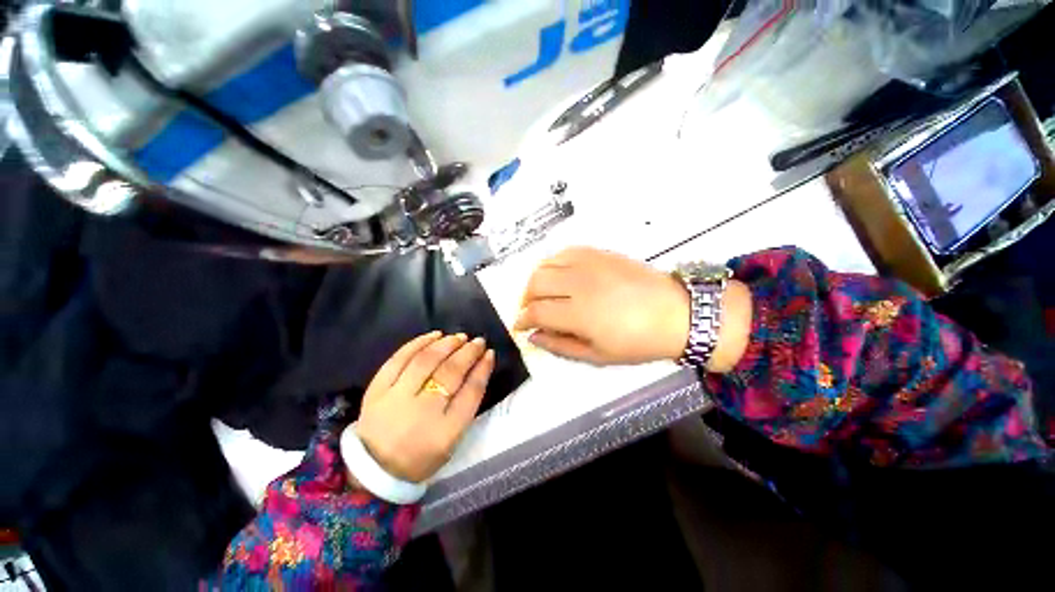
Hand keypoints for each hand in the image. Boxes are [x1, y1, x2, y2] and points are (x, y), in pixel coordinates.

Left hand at [354, 332, 494, 482]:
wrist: (374, 471)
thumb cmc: (422, 456)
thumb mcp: (452, 440)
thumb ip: (467, 405)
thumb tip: (479, 368)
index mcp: (445, 432)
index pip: (471, 392)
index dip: (483, 369)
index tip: (490, 353)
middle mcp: (422, 412)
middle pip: (450, 373)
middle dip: (468, 353)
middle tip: (478, 341)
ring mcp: (396, 399)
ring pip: (425, 361)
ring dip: (446, 345)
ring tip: (459, 337)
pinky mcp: (377, 390)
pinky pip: (399, 359)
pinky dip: (418, 343)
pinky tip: (434, 335)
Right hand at [514, 247, 751, 371]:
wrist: (675, 312)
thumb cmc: (637, 342)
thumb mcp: (597, 356)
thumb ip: (560, 346)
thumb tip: (534, 336)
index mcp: (580, 313)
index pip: (537, 311)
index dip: (522, 319)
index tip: (520, 325)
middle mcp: (580, 283)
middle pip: (535, 283)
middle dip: (525, 299)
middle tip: (531, 311)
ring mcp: (589, 263)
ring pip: (546, 264)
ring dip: (536, 280)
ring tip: (542, 294)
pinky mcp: (598, 252)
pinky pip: (564, 252)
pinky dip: (553, 264)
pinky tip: (558, 275)